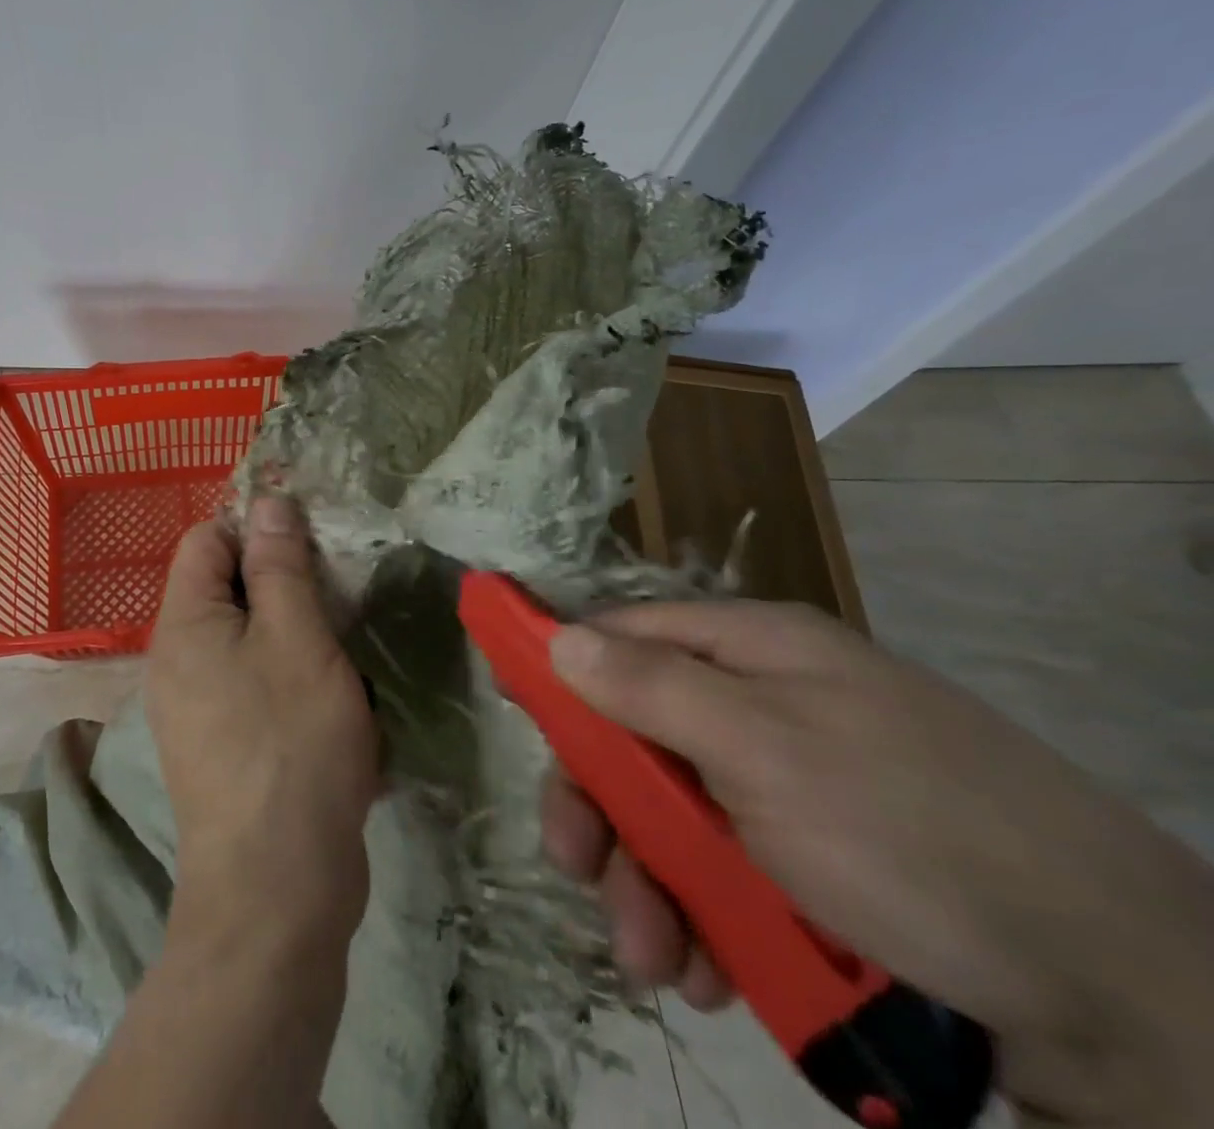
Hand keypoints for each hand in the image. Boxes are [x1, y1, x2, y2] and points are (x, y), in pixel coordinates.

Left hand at [147, 497, 378, 949]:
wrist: (277, 888)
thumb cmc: (290, 743)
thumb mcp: (296, 637)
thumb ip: (279, 566)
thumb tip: (266, 502)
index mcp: (183, 623)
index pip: (206, 539)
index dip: (254, 526)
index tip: (312, 539)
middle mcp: (176, 659)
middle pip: (224, 586)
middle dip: (279, 577)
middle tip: (337, 588)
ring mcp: (195, 705)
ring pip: (244, 635)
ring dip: (290, 626)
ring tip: (341, 635)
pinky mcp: (221, 743)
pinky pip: (250, 679)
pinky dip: (286, 670)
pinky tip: (328, 689)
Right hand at [540, 600, 1213, 1127]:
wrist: (1134, 1006)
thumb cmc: (915, 835)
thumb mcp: (765, 750)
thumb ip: (649, 689)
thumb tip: (556, 636)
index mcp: (753, 652)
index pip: (622, 634)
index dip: (560, 660)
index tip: (506, 697)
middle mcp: (765, 706)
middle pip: (637, 735)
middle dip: (603, 809)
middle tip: (580, 871)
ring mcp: (792, 786)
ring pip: (674, 816)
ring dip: (649, 885)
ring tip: (658, 961)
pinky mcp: (818, 862)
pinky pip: (725, 873)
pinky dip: (705, 919)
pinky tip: (714, 971)